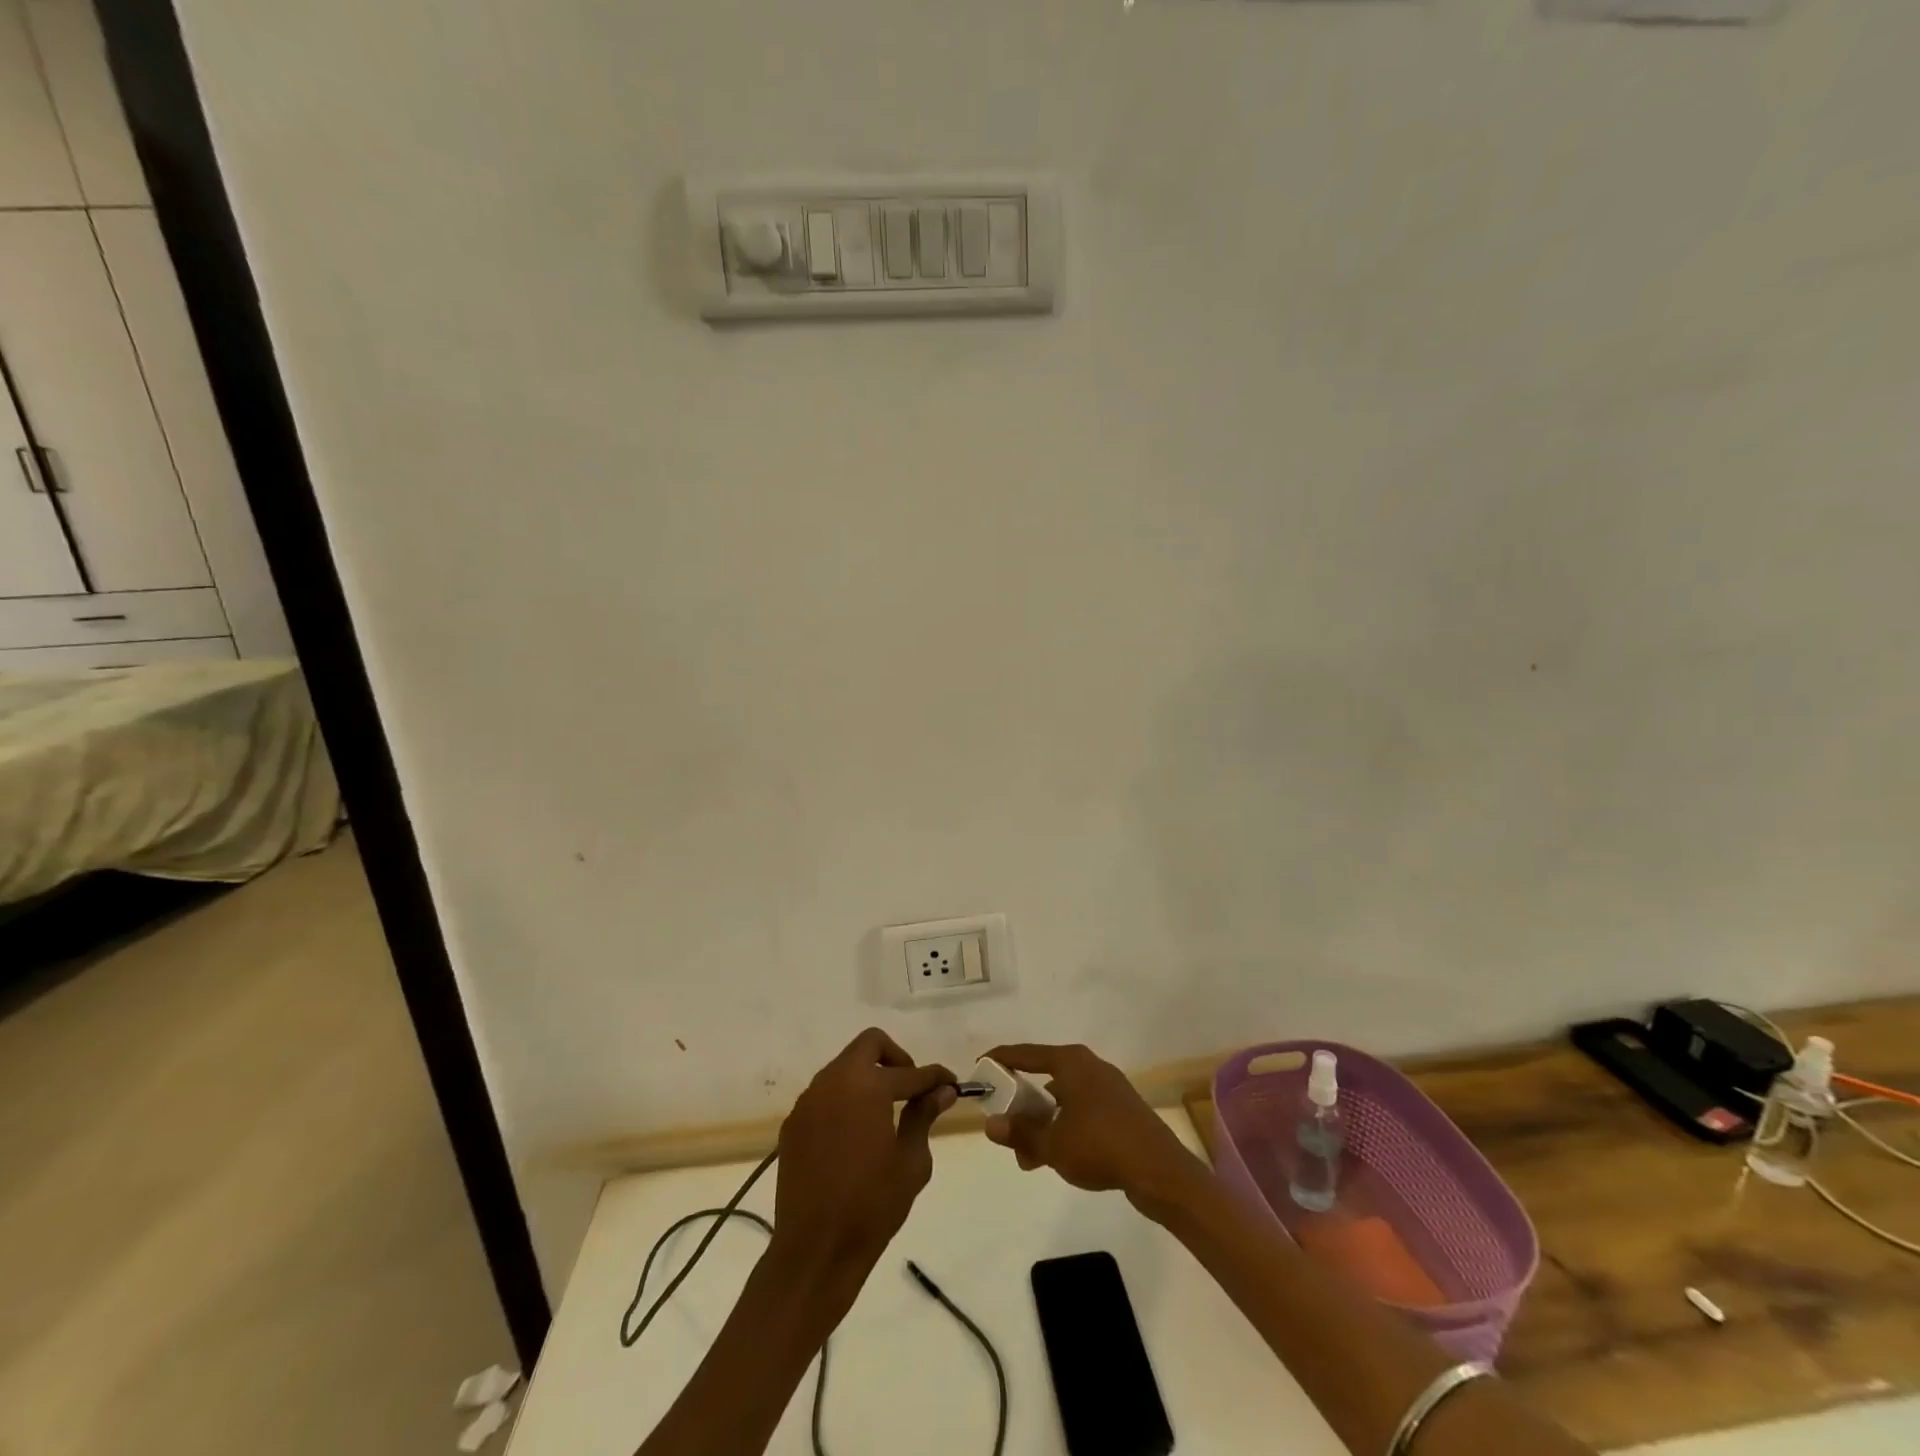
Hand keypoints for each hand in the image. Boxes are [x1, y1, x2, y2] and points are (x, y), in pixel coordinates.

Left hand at [770, 1028, 955, 1283]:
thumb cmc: (872, 1206)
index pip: (911, 1072)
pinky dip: (845, 1100)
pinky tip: (856, 1133)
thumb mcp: (911, 1162)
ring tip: (885, 1112)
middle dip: (896, 1059)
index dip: (935, 1077)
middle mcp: (834, 1081)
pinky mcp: (794, 1124)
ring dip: (868, 1077)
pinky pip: (825, 1095)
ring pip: (844, 1067)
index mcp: (867, 1087)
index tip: (951, 1084)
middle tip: (911, 1089)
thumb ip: (924, 1116)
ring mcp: (809, 1101)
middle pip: (869, 1044)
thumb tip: (941, 1091)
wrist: (814, 1251)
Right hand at [981, 1043, 1202, 1209]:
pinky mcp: (1121, 1109)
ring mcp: (1108, 1087)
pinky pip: (1081, 1110)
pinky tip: (1058, 1156)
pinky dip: (1064, 1127)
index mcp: (1071, 1062)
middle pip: (1044, 1077)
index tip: (980, 1067)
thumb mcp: (1053, 1144)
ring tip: (1029, 1157)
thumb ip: (1020, 1133)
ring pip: (1063, 1099)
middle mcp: (1089, 1066)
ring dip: (1043, 1123)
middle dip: (1022, 1105)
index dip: (1001, 1059)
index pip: (1025, 1054)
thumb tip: (990, 1124)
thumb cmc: (1100, 1147)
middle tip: (1005, 1128)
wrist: (1160, 1171)